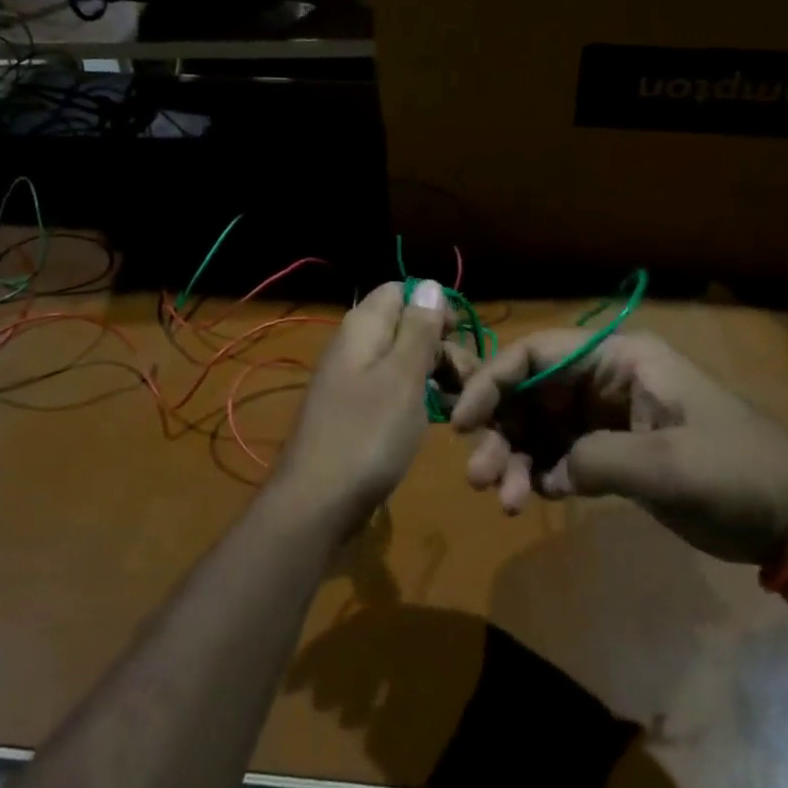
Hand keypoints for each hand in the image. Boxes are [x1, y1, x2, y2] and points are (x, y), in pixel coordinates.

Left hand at [273, 280, 448, 522]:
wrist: (317, 503)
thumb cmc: (367, 435)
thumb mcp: (403, 377)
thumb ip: (418, 329)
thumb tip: (430, 284)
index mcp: (363, 328)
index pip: (400, 291)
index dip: (434, 306)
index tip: (460, 337)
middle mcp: (354, 347)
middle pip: (405, 326)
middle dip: (441, 345)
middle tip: (470, 380)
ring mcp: (352, 381)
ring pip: (402, 360)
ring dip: (435, 374)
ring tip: (462, 404)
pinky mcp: (356, 412)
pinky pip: (393, 389)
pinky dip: (418, 397)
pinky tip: (438, 419)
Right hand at [449, 332, 787, 566]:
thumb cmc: (736, 471)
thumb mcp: (669, 462)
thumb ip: (596, 459)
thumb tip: (548, 471)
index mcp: (621, 358)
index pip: (539, 354)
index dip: (494, 380)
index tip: (461, 421)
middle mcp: (605, 380)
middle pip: (531, 393)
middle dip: (500, 430)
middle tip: (480, 478)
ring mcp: (606, 418)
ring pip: (538, 428)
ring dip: (514, 459)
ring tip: (507, 501)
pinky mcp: (612, 454)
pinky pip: (557, 456)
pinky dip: (537, 475)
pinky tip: (533, 498)